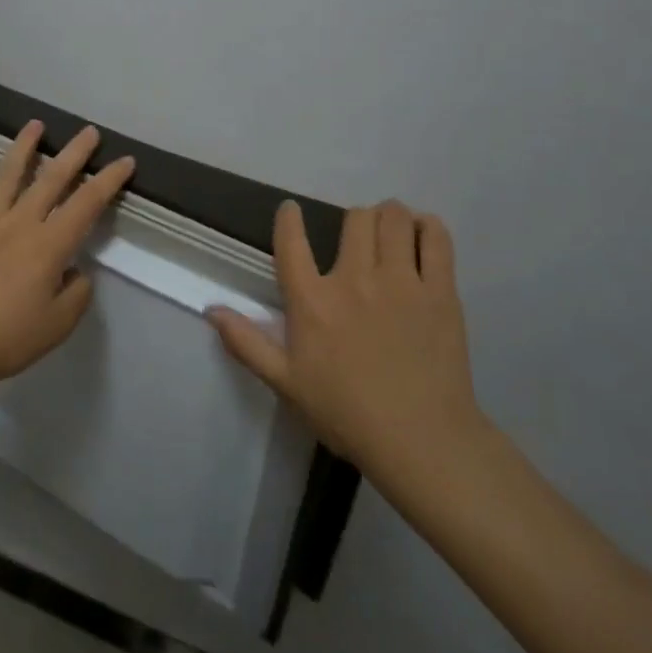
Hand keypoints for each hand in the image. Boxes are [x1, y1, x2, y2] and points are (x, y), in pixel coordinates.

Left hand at [0, 121, 135, 398]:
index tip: (124, 161)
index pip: (87, 203)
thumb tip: (74, 270)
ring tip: (35, 125)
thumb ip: (76, 293)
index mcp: (48, 245)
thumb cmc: (6, 339)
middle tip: (89, 132)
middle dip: (74, 153)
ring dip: (23, 148)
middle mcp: (18, 223)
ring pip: (6, 176)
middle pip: (51, 179)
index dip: (109, 180)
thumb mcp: (58, 325)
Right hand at [207, 200, 486, 477]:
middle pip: (354, 218)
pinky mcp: (440, 291)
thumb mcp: (286, 383)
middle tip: (358, 238)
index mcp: (313, 301)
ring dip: (388, 217)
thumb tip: (211, 309)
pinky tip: (422, 236)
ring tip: (390, 232)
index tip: (291, 210)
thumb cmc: (346, 414)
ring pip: (393, 218)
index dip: (288, 217)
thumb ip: (246, 343)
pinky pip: (436, 238)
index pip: (291, 241)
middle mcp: (354, 279)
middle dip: (353, 220)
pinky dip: (428, 227)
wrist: (421, 442)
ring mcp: (401, 282)